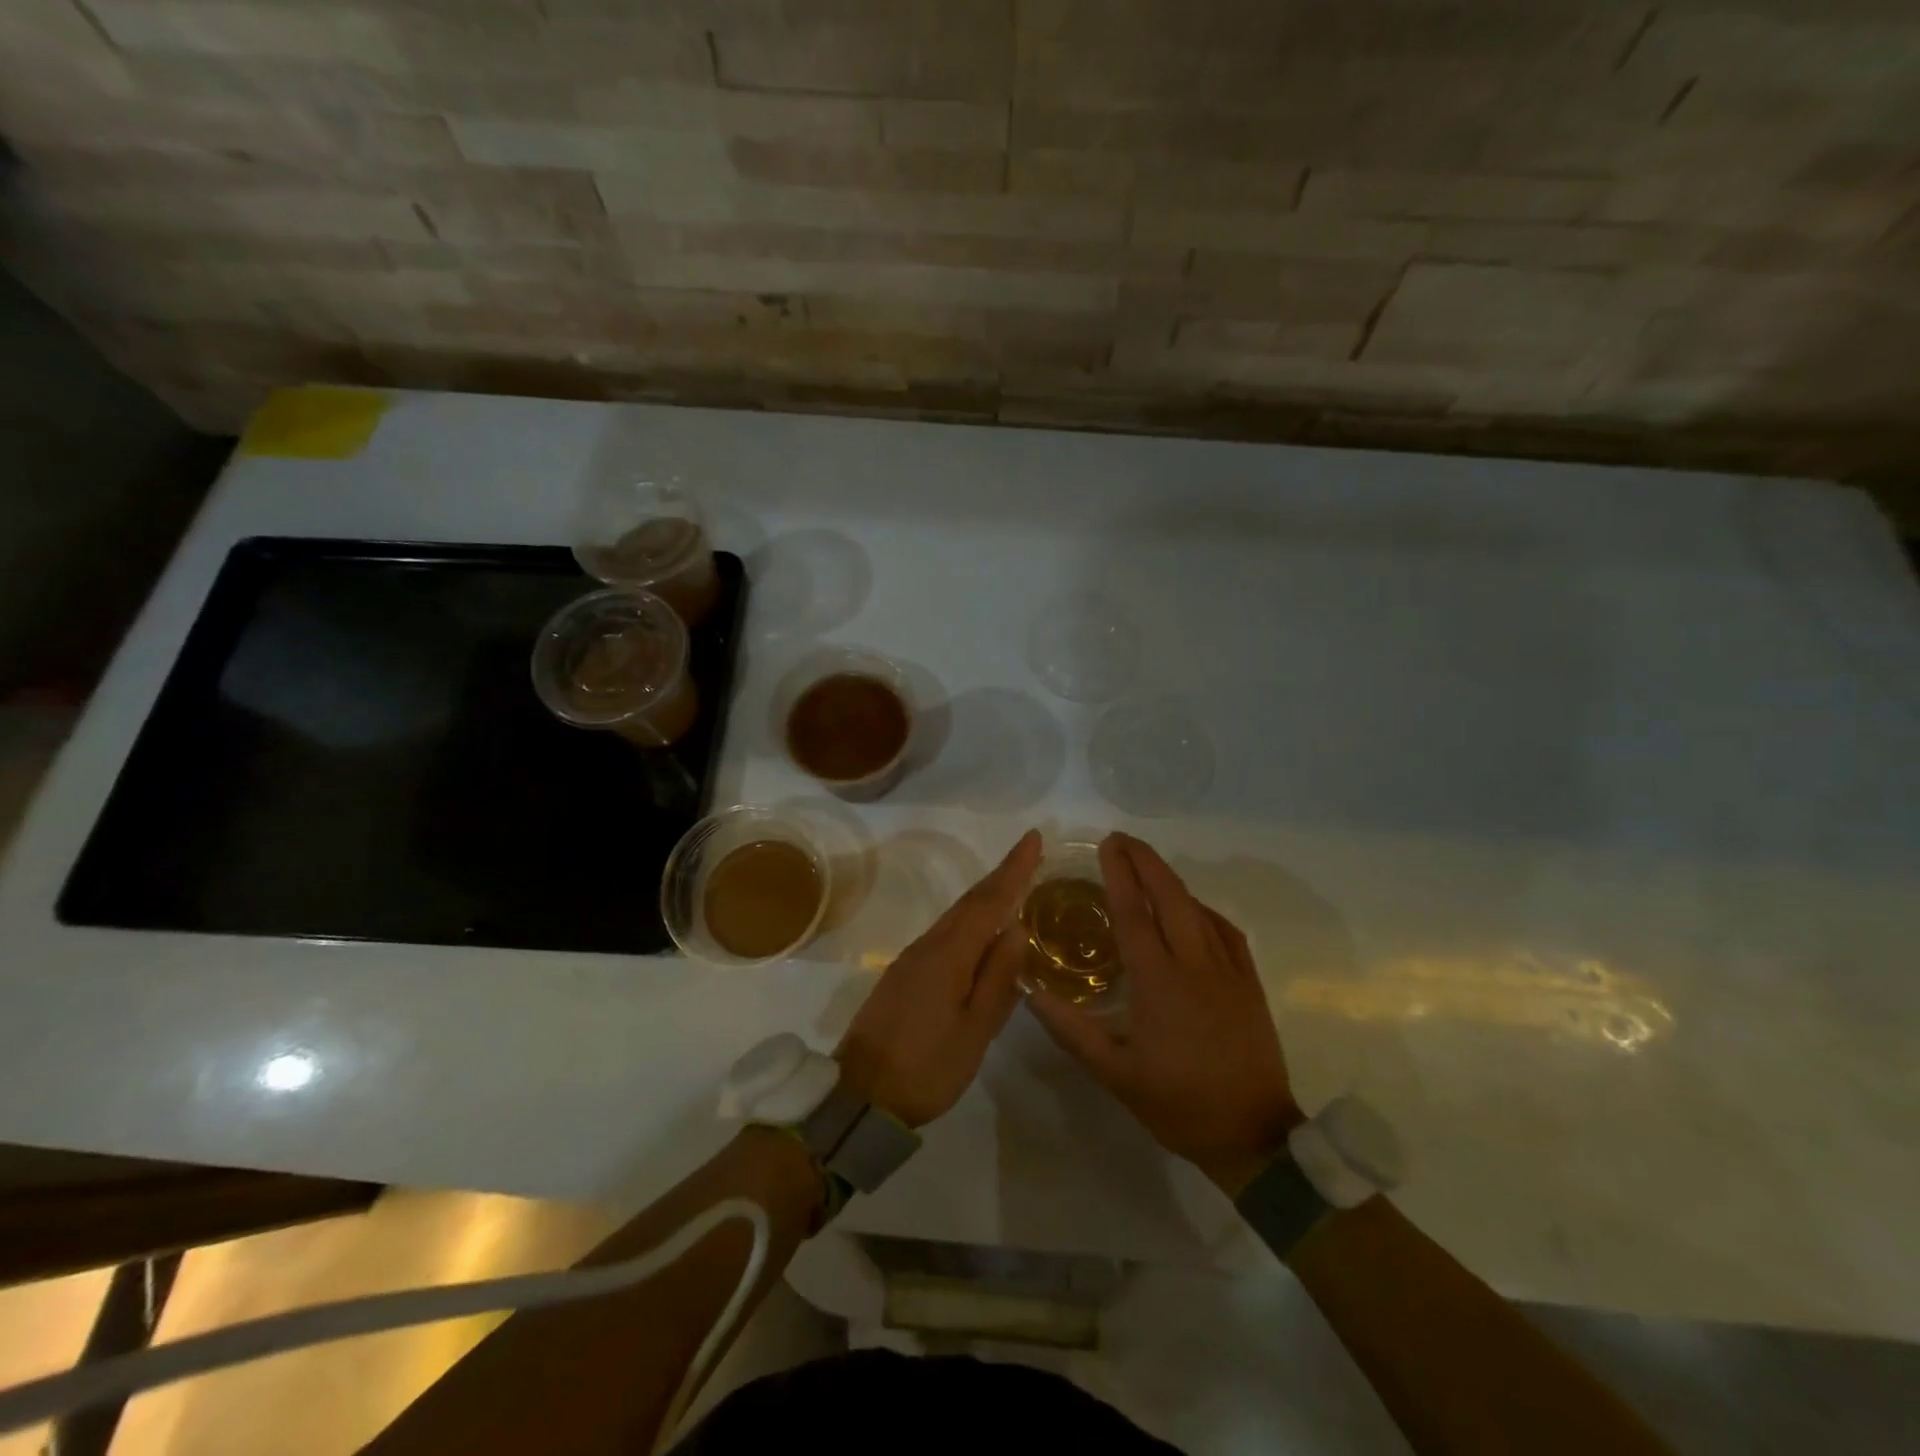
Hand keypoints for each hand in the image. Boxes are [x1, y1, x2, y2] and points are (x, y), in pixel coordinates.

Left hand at [835, 829, 1041, 1127]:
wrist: (861, 1096)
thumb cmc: (927, 1067)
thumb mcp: (974, 1030)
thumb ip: (998, 978)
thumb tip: (1016, 928)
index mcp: (949, 955)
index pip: (989, 901)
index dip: (1013, 869)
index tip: (1033, 838)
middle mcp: (928, 946)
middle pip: (970, 903)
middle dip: (1001, 875)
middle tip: (1030, 853)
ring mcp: (911, 959)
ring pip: (955, 917)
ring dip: (985, 897)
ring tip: (1013, 885)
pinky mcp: (903, 975)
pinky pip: (944, 934)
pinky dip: (968, 921)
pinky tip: (980, 931)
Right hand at [1027, 833, 1300, 1193]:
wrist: (1254, 1137)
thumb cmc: (1179, 1104)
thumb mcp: (1115, 1074)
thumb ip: (1071, 1029)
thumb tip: (1030, 991)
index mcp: (1159, 981)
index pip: (1134, 913)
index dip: (1118, 874)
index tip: (1106, 845)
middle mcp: (1195, 964)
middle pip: (1170, 896)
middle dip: (1145, 861)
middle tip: (1121, 840)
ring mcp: (1228, 970)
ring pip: (1198, 908)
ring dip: (1170, 880)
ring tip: (1147, 866)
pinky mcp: (1250, 983)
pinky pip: (1225, 931)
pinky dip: (1202, 909)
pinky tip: (1191, 910)